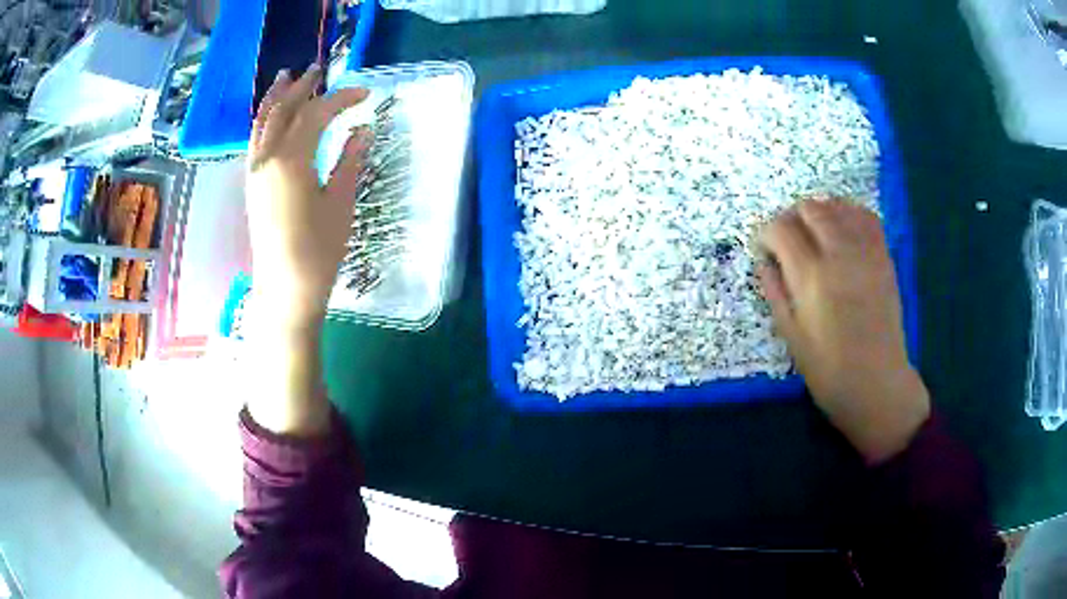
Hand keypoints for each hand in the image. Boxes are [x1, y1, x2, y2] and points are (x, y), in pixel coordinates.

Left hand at [246, 65, 369, 329]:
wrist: (285, 290)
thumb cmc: (318, 250)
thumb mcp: (340, 203)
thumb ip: (349, 160)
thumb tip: (363, 129)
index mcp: (291, 160)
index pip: (316, 115)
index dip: (341, 99)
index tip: (365, 94)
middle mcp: (267, 159)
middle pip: (283, 111)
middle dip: (302, 87)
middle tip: (319, 71)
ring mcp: (255, 172)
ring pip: (262, 123)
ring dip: (274, 97)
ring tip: (285, 78)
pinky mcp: (252, 185)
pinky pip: (255, 140)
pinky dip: (264, 120)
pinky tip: (272, 116)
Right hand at [758, 199, 929, 463]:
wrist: (877, 384)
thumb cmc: (829, 370)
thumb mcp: (791, 336)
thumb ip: (775, 291)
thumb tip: (765, 261)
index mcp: (811, 277)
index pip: (781, 229)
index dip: (766, 233)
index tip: (764, 249)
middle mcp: (839, 254)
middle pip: (809, 208)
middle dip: (791, 217)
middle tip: (786, 240)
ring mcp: (865, 252)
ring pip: (837, 206)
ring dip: (818, 212)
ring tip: (812, 232)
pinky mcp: (883, 257)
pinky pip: (866, 217)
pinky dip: (849, 212)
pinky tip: (841, 227)